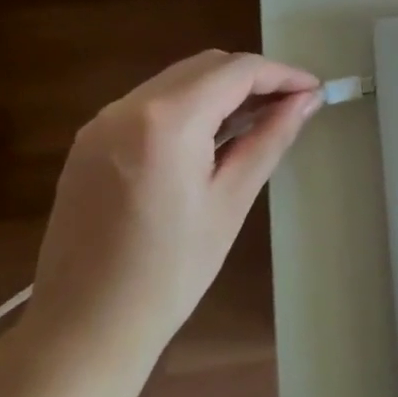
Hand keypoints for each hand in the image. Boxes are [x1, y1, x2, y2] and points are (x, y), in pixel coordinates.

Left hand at [25, 50, 320, 380]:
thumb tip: (306, 101)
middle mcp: (127, 106)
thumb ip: (269, 139)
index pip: (236, 71)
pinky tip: (211, 138)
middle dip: (253, 78)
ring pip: (176, 81)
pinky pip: (150, 104)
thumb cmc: (170, 273)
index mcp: (166, 120)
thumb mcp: (230, 202)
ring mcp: (101, 123)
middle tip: (292, 106)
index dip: (282, 74)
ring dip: (220, 91)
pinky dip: (189, 107)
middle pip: (204, 66)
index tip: (314, 90)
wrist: (83, 330)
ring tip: (259, 120)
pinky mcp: (89, 143)